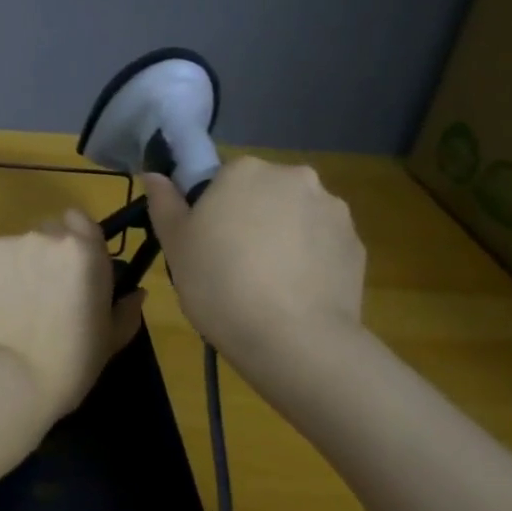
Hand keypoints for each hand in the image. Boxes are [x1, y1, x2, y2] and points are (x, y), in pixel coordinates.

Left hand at [0, 210, 147, 419]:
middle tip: (42, 290)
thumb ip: (125, 311)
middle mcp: (49, 236)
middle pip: (48, 230)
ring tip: (13, 303)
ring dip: (19, 264)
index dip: (75, 238)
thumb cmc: (70, 365)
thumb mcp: (110, 341)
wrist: (9, 379)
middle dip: (47, 253)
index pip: (80, 220)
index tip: (71, 266)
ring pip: (18, 245)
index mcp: (86, 252)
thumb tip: (137, 294)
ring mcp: (12, 242)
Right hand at [143, 155, 365, 367]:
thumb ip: (164, 202)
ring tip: (268, 284)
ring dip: (283, 237)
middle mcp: (294, 177)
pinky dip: (310, 260)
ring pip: (296, 217)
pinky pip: (322, 245)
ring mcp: (332, 210)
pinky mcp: (357, 245)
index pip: (222, 178)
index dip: (212, 210)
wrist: (293, 340)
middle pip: (263, 192)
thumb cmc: (219, 283)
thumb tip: (154, 175)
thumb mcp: (175, 244)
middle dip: (251, 218)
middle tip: (233, 264)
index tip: (206, 243)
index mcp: (245, 169)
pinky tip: (295, 293)